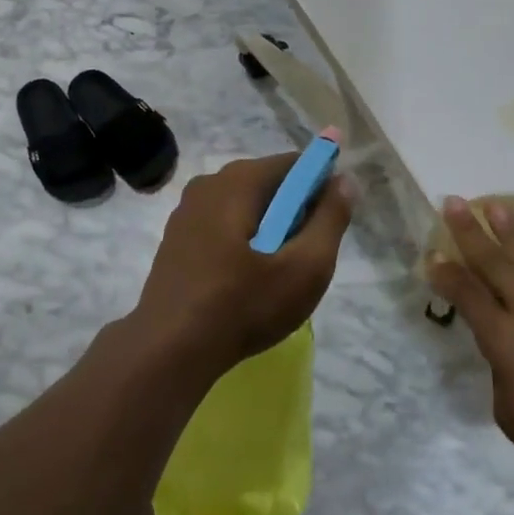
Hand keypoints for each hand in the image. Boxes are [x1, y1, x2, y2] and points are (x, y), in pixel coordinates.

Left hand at [135, 153, 353, 376]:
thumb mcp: (305, 267)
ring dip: (269, 228)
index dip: (321, 185)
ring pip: (245, 206)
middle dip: (295, 210)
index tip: (331, 222)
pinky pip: (223, 225)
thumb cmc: (244, 305)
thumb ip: (330, 219)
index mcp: (239, 180)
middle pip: (269, 183)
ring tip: (278, 272)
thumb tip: (344, 181)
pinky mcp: (176, 238)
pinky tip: (246, 279)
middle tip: (307, 255)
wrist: (169, 350)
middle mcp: (209, 183)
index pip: (295, 163)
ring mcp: (187, 210)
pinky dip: (243, 240)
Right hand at [427, 196, 513, 512]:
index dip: (447, 275)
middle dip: (472, 231)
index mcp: (506, 338)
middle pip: (496, 263)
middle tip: (454, 202)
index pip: (468, 295)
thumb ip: (503, 371)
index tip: (431, 255)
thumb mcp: (509, 411)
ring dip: (510, 232)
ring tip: (497, 206)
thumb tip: (510, 352)